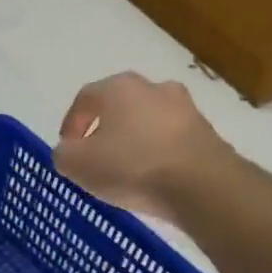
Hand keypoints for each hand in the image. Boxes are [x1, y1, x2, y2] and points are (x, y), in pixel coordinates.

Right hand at [54, 73, 229, 219]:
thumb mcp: (78, 165)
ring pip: (149, 122)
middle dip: (105, 130)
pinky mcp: (207, 133)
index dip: (71, 123)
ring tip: (127, 171)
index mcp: (119, 87)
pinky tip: (155, 178)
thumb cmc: (132, 166)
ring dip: (135, 141)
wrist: (202, 185)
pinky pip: (172, 141)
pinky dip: (159, 154)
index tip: (68, 148)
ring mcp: (186, 108)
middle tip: (96, 157)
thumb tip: (69, 151)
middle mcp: (154, 88)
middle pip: (120, 106)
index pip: (85, 98)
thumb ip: (64, 155)